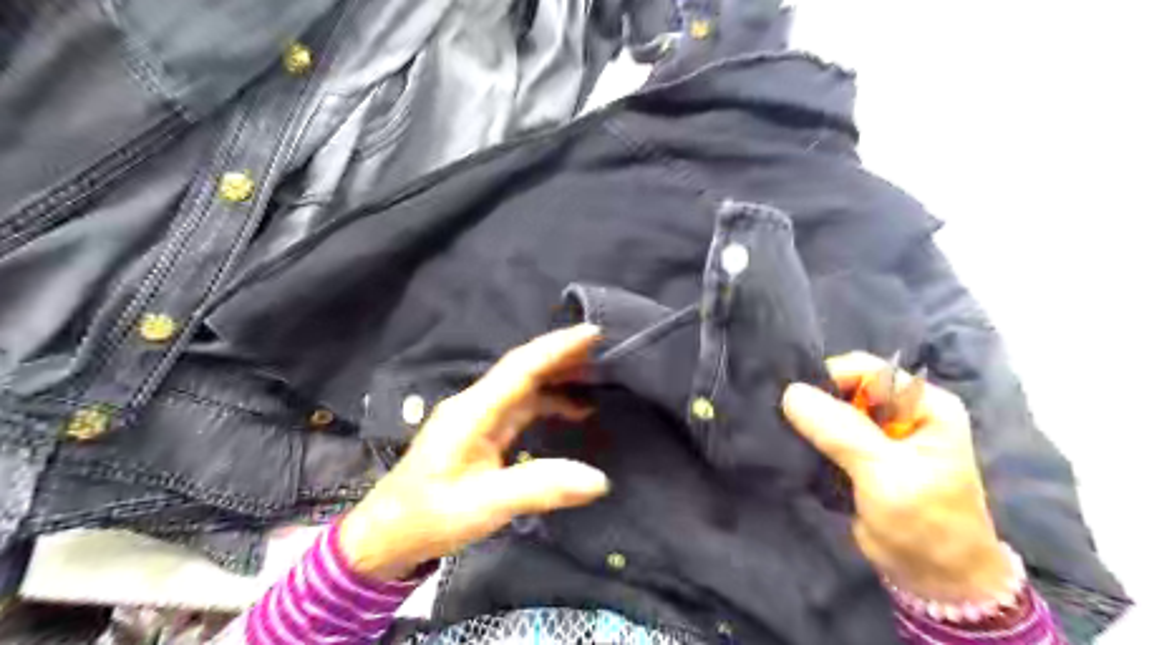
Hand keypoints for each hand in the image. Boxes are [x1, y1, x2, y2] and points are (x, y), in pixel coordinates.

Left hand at [338, 324, 608, 582]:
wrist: (387, 535)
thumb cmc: (429, 516)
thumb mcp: (484, 505)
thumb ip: (540, 488)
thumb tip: (599, 479)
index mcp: (472, 411)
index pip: (520, 368)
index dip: (557, 348)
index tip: (592, 333)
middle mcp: (475, 405)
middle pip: (523, 369)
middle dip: (562, 356)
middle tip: (604, 349)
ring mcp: (477, 417)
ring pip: (524, 386)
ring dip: (557, 378)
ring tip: (596, 377)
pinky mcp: (481, 432)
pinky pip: (521, 406)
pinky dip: (549, 402)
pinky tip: (572, 411)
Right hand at [782, 349, 1012, 600]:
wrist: (933, 579)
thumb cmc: (925, 523)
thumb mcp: (885, 472)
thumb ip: (840, 431)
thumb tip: (790, 393)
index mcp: (924, 404)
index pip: (867, 370)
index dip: (831, 380)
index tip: (798, 404)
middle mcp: (902, 411)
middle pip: (846, 387)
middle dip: (816, 401)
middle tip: (785, 418)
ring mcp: (879, 434)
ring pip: (831, 410)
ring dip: (808, 421)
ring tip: (784, 432)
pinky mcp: (859, 455)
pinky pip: (826, 433)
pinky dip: (808, 438)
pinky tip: (793, 445)